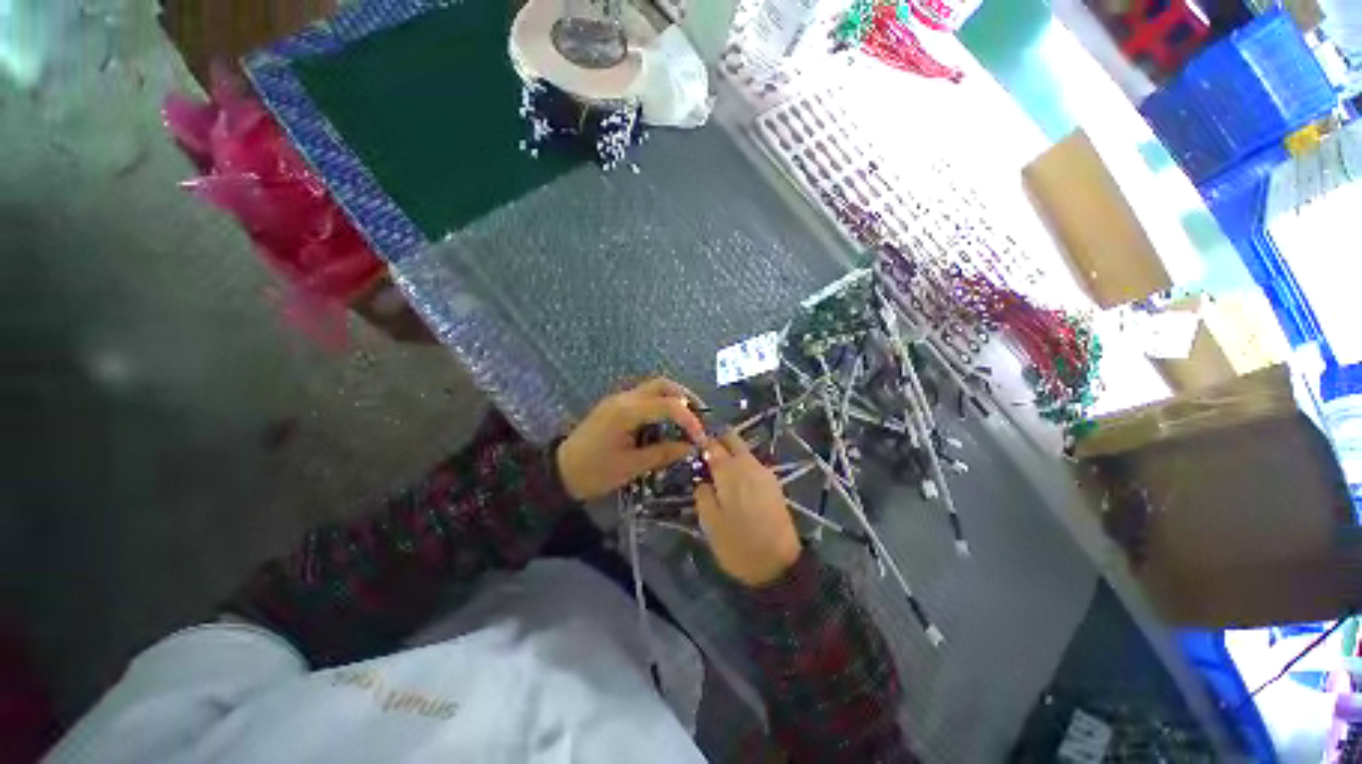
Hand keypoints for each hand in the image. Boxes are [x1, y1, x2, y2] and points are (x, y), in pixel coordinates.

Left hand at [556, 377, 706, 501]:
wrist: (559, 472)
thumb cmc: (594, 472)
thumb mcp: (631, 467)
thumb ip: (664, 453)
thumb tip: (691, 448)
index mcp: (627, 411)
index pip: (669, 405)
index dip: (690, 420)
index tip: (701, 438)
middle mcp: (624, 398)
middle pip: (662, 385)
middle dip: (686, 398)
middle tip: (700, 417)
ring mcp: (619, 399)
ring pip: (654, 388)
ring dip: (674, 399)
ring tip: (688, 419)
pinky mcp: (616, 405)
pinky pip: (645, 396)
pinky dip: (662, 404)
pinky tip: (668, 421)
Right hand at [694, 431, 801, 586]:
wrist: (780, 564)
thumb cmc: (738, 544)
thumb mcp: (710, 523)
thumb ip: (702, 494)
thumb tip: (702, 480)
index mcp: (730, 470)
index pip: (712, 444)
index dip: (700, 444)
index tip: (691, 451)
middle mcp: (748, 464)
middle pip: (732, 438)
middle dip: (717, 441)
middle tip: (705, 458)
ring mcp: (764, 472)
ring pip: (743, 450)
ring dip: (730, 454)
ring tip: (718, 474)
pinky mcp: (774, 483)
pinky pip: (752, 464)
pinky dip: (741, 466)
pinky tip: (735, 484)